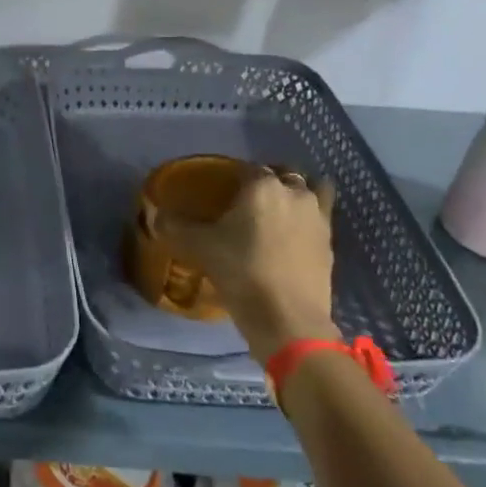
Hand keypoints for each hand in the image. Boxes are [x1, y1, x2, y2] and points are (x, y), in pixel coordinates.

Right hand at [149, 164, 340, 361]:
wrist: (288, 319)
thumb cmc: (241, 271)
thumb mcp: (199, 247)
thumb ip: (174, 226)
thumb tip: (154, 214)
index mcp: (263, 185)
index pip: (247, 167)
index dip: (233, 175)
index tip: (221, 190)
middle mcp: (295, 193)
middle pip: (285, 174)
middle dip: (269, 180)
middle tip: (248, 200)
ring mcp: (319, 218)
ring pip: (313, 191)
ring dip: (297, 195)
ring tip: (278, 213)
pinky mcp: (331, 245)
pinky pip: (320, 219)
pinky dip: (307, 221)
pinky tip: (291, 239)